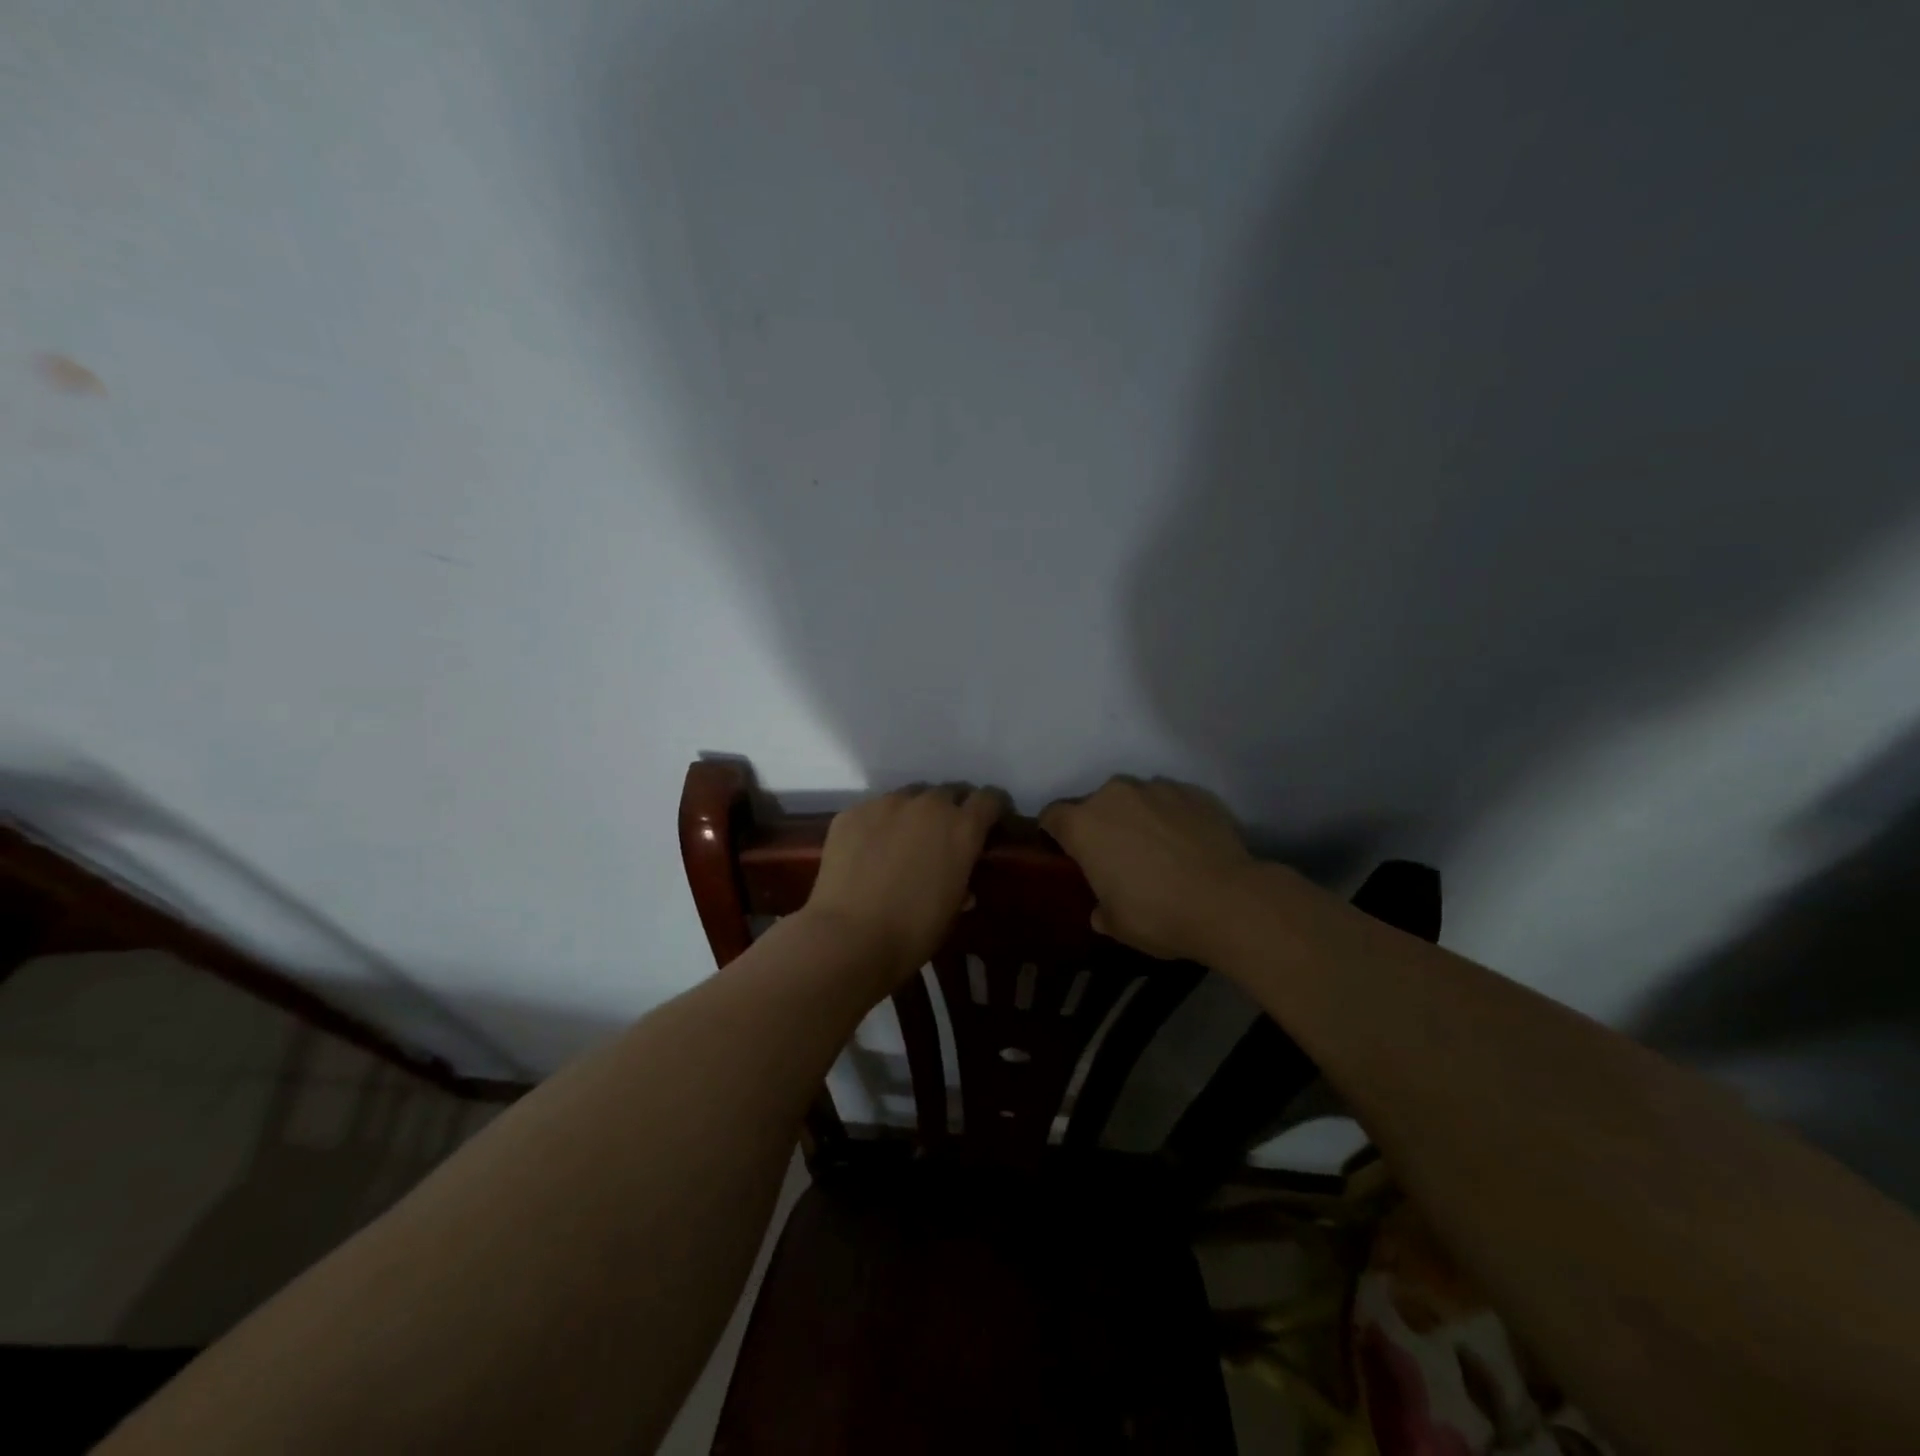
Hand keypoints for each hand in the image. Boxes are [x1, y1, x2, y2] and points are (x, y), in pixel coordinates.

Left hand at [804, 783, 1008, 982]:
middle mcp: (928, 805)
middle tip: (942, 836)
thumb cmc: (913, 932)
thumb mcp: (951, 910)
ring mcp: (886, 804)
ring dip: (912, 813)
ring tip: (901, 841)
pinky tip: (867, 851)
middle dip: (950, 809)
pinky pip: (873, 810)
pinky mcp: (852, 812)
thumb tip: (963, 887)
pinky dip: (877, 824)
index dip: (991, 809)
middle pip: (947, 792)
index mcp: (962, 827)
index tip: (988, 823)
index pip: (989, 799)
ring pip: (908, 797)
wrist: (850, 937)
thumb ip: (961, 885)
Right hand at [1040, 776, 1255, 961]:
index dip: (1055, 833)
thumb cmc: (1158, 914)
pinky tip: (1187, 844)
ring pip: (1135, 799)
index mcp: (1083, 825)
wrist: (1228, 900)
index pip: (1052, 816)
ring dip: (1137, 817)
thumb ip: (1100, 910)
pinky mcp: (1192, 791)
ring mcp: (1156, 788)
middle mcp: (1114, 795)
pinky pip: (1170, 801)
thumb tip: (1101, 911)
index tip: (1066, 853)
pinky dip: (1171, 816)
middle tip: (1117, 857)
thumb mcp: (1116, 925)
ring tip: (1158, 849)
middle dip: (1101, 825)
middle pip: (1095, 804)